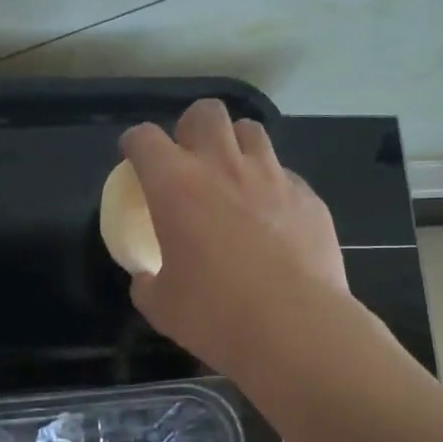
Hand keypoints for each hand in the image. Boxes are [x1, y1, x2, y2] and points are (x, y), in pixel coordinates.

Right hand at [121, 98, 348, 373]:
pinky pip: (285, 173)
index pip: (144, 138)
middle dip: (191, 127)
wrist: (295, 328)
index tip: (134, 157)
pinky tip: (272, 216)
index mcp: (176, 185)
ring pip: (251, 131)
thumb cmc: (215, 314)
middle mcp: (223, 167)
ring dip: (235, 144)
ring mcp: (272, 176)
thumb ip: (147, 281)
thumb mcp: (160, 305)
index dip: (135, 143)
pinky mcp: (308, 196)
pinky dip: (271, 184)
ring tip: (232, 174)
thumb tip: (148, 277)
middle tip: (189, 158)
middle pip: (206, 112)